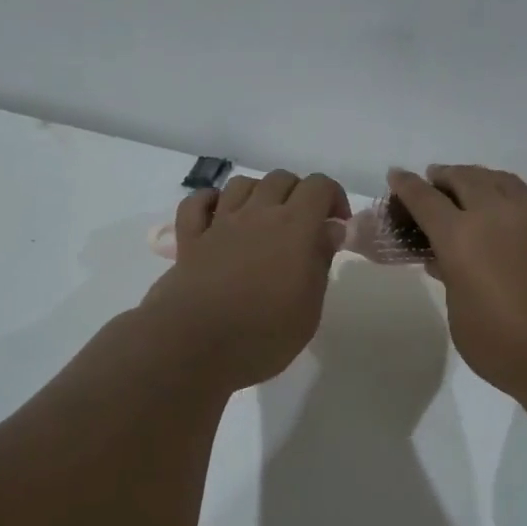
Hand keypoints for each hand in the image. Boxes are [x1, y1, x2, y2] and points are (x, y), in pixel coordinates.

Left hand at [139, 169, 349, 390]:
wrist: (195, 346)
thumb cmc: (263, 334)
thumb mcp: (309, 307)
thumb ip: (320, 261)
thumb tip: (330, 230)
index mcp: (294, 227)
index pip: (319, 186)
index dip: (333, 198)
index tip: (336, 227)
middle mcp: (257, 214)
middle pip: (281, 179)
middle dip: (298, 194)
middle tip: (304, 228)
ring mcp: (220, 223)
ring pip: (241, 184)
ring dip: (259, 194)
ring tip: (264, 222)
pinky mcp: (190, 239)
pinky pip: (197, 203)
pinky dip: (211, 202)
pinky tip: (219, 217)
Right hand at [386, 165, 526, 403]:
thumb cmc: (506, 347)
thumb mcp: (461, 319)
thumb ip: (451, 282)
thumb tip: (445, 262)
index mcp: (459, 238)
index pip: (424, 200)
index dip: (407, 186)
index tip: (397, 175)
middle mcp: (495, 214)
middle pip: (466, 178)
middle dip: (446, 175)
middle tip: (438, 179)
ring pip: (506, 180)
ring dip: (486, 177)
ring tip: (480, 183)